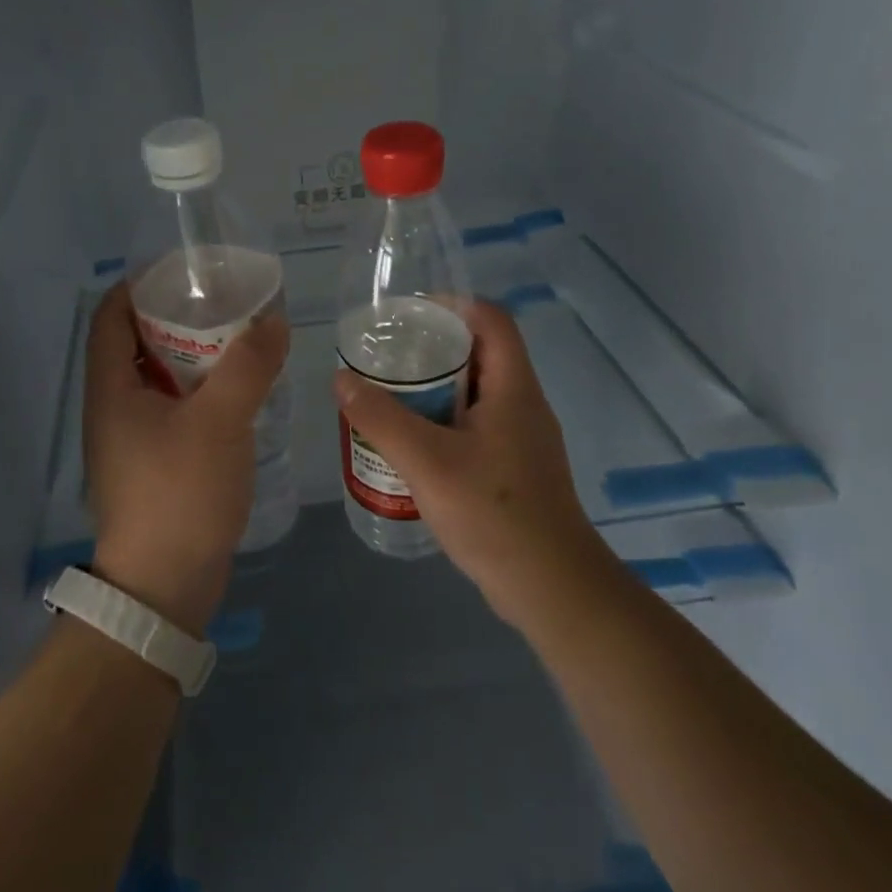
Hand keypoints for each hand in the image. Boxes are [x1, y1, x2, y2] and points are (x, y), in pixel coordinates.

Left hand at [83, 283, 288, 635]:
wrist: (164, 587)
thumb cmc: (180, 494)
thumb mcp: (219, 421)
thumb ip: (248, 366)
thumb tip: (273, 321)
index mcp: (111, 388)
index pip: (110, 316)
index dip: (139, 286)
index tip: (182, 272)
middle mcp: (113, 408)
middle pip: (136, 344)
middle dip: (175, 318)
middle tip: (223, 304)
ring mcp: (131, 440)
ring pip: (158, 380)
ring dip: (192, 357)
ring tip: (238, 342)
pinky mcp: (153, 465)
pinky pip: (173, 411)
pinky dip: (199, 393)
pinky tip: (236, 395)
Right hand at [332, 302, 606, 625]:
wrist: (550, 586)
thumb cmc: (493, 513)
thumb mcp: (427, 462)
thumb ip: (381, 418)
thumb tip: (342, 378)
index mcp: (514, 388)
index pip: (491, 320)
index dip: (453, 305)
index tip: (408, 315)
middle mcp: (523, 404)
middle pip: (481, 354)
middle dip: (433, 349)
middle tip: (387, 358)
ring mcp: (521, 439)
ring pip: (476, 394)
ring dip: (435, 390)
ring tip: (390, 397)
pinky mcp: (514, 468)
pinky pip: (476, 427)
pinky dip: (443, 423)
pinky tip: (412, 446)